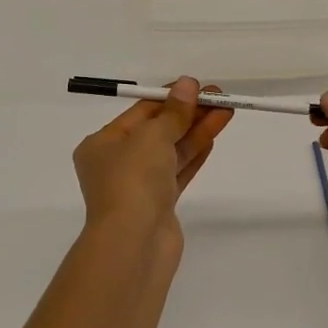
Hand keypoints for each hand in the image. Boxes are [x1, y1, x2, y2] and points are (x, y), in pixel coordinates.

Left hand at [73, 78, 232, 264]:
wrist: (134, 243)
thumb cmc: (133, 180)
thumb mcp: (152, 136)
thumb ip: (174, 112)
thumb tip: (188, 84)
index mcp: (102, 144)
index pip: (140, 112)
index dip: (171, 97)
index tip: (199, 86)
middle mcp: (117, 163)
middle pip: (158, 130)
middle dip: (189, 114)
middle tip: (220, 97)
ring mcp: (138, 186)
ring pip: (171, 151)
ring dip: (197, 131)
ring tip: (226, 111)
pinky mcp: (159, 205)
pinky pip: (178, 172)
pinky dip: (195, 154)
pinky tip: (213, 137)